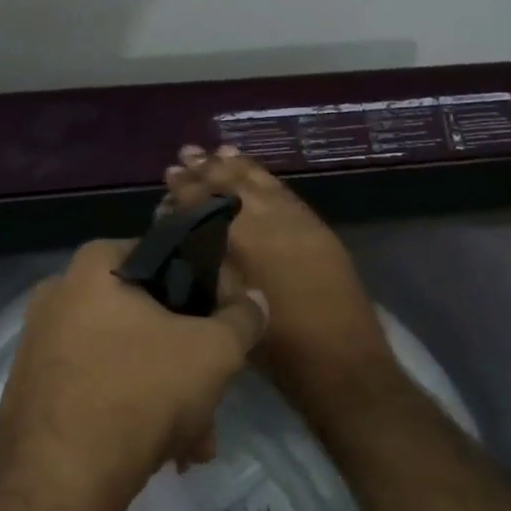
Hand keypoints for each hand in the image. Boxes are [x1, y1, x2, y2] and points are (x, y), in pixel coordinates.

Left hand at [0, 239, 268, 510]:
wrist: (58, 483)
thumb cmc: (141, 393)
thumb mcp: (214, 351)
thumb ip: (242, 318)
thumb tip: (255, 299)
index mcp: (94, 268)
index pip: (164, 255)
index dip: (206, 287)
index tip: (228, 325)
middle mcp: (58, 297)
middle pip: (147, 318)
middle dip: (190, 363)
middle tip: (216, 396)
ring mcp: (40, 347)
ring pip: (126, 360)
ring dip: (169, 397)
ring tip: (197, 442)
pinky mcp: (34, 393)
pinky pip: (98, 388)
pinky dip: (133, 413)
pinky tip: (164, 453)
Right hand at [160, 146, 393, 407]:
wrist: (340, 360)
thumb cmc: (275, 346)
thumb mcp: (230, 305)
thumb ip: (207, 264)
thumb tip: (188, 236)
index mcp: (243, 242)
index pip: (206, 203)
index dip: (186, 189)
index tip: (170, 174)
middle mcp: (270, 222)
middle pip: (233, 186)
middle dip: (208, 169)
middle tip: (187, 152)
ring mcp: (298, 222)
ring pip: (262, 184)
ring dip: (238, 166)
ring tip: (219, 150)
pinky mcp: (317, 229)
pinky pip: (286, 192)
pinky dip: (267, 178)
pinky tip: (257, 173)